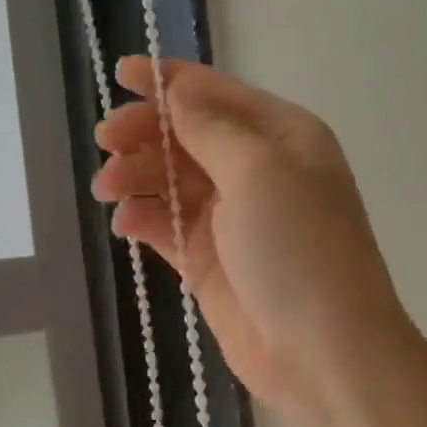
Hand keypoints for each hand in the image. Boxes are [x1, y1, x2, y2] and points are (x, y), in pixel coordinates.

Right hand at [93, 57, 413, 426]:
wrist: (322, 352)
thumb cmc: (297, 248)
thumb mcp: (258, 171)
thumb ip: (209, 128)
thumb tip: (176, 91)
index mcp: (281, 136)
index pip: (216, 95)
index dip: (168, 81)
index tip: (121, 74)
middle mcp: (257, 170)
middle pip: (187, 135)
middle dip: (144, 133)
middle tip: (105, 142)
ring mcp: (232, 217)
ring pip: (171, 180)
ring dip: (136, 176)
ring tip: (107, 188)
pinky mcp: (210, 259)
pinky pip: (167, 226)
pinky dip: (143, 219)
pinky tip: (124, 223)